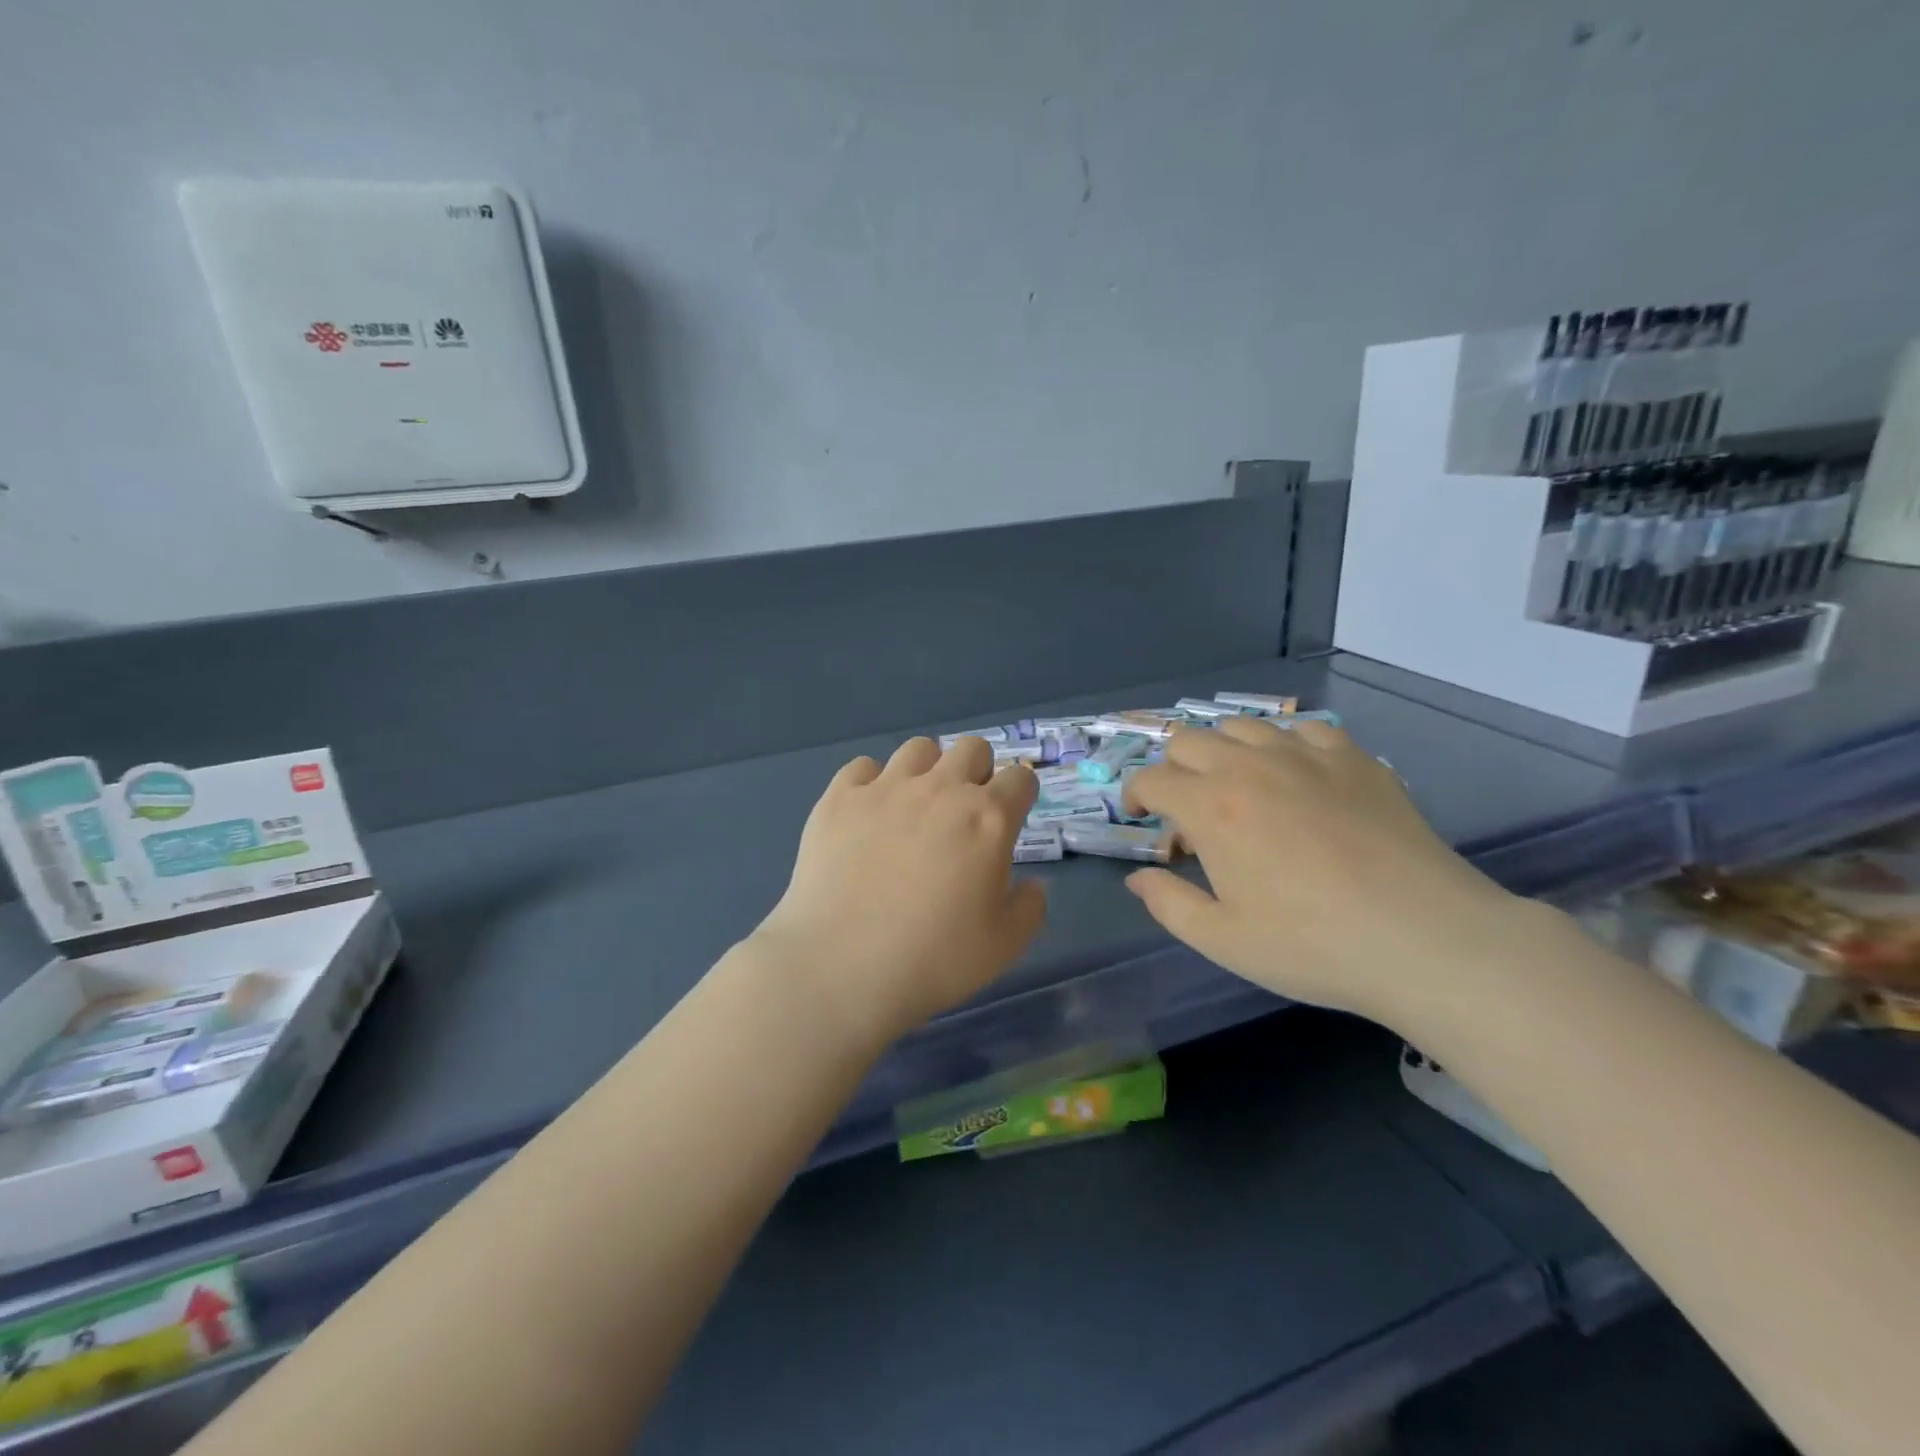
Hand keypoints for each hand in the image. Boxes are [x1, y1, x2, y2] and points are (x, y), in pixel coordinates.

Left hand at [753, 737, 1046, 1043]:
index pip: (1020, 778)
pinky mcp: (840, 798)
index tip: (1010, 818)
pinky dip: (871, 783)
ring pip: (919, 748)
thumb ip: (1030, 907)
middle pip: (972, 748)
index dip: (1020, 795)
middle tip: (964, 813)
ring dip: (927, 770)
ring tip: (915, 807)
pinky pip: (862, 766)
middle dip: (977, 771)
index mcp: (988, 818)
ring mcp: (886, 788)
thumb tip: (1033, 884)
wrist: (841, 966)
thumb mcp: (1004, 945)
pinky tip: (867, 815)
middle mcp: (941, 789)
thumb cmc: (934, 959)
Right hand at [1123, 717, 1525, 1027]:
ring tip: (1235, 786)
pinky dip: (1282, 744)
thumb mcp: (1223, 940)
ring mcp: (1305, 755)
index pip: (1152, 779)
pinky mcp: (1353, 758)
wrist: (1425, 937)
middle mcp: (1250, 766)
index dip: (1135, 795)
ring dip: (1222, 751)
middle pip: (1189, 741)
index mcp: (1211, 807)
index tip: (1141, 818)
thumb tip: (1138, 878)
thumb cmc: (1313, 945)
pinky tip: (1294, 774)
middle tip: (1186, 807)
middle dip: (1172, 768)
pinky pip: (1302, 729)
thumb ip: (1168, 904)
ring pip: (1241, 726)